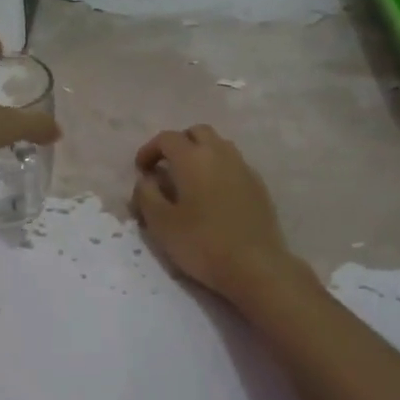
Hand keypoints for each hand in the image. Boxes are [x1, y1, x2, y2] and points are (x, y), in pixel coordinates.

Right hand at [132, 126, 305, 303]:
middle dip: (178, 144)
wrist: (255, 266)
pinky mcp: (259, 186)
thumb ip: (146, 195)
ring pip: (219, 146)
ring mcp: (243, 168)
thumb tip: (146, 179)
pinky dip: (219, 170)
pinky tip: (214, 196)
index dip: (150, 150)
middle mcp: (220, 153)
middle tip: (166, 168)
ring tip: (190, 181)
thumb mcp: (160, 223)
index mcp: (193, 158)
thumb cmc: (202, 243)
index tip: (141, 170)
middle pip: (197, 132)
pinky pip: (234, 165)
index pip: (167, 138)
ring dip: (201, 154)